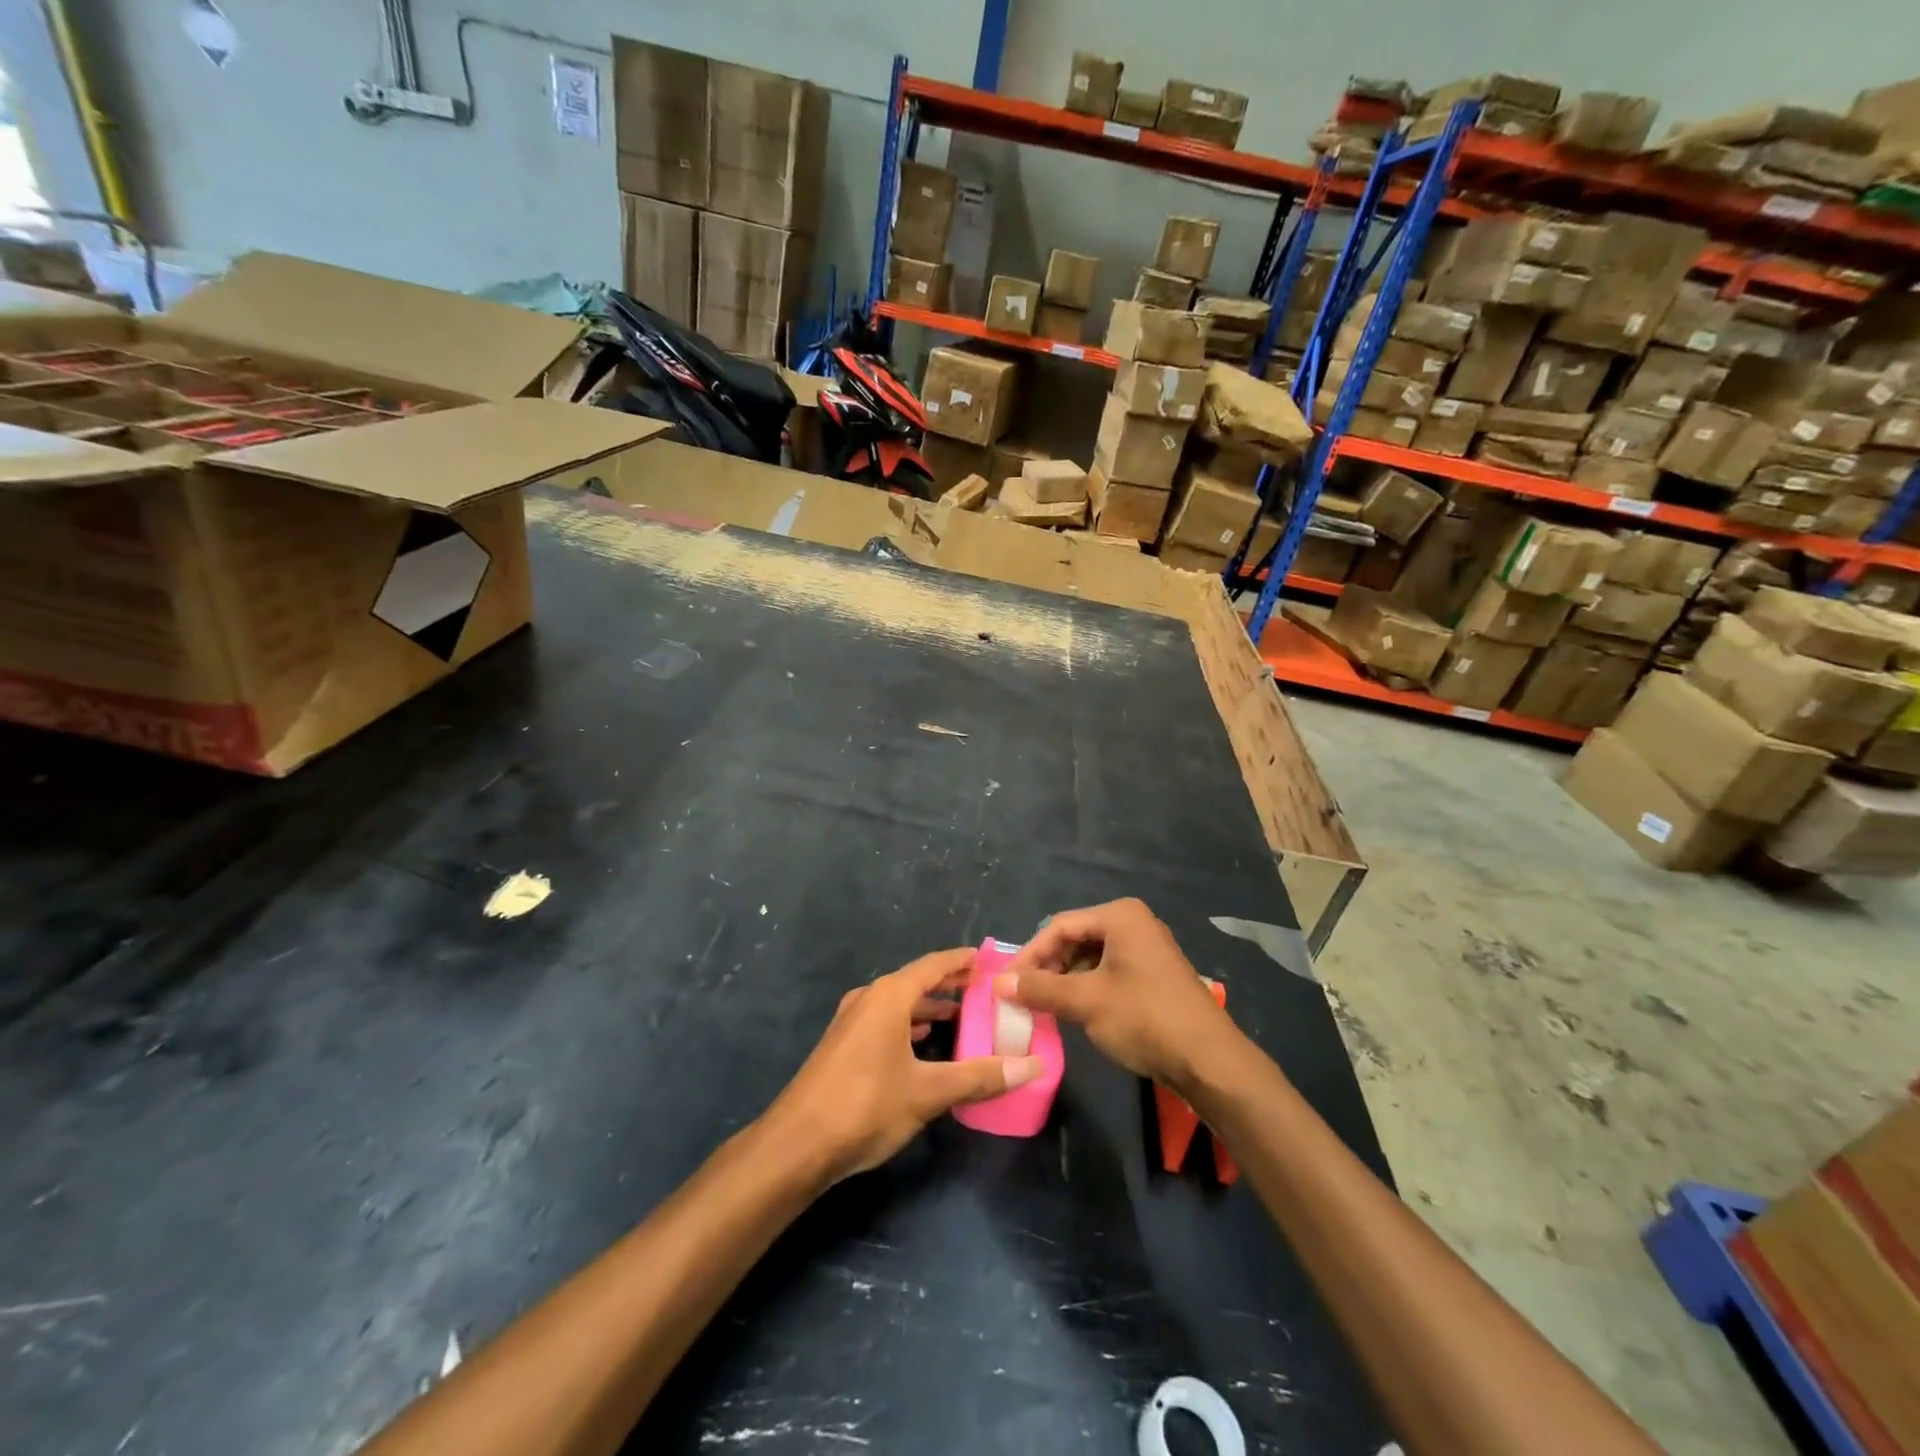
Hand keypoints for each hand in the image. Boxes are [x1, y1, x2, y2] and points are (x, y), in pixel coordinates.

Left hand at [766, 947, 1044, 1181]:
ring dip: (928, 1005)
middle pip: (916, 981)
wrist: (796, 1145)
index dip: (962, 961)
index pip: (934, 965)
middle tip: (984, 989)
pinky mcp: (842, 1045)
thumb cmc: (866, 1106)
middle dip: (949, 984)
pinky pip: (884, 1020)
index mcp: (889, 996)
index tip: (989, 959)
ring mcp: (851, 1021)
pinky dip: (908, 1023)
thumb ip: (980, 1077)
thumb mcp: (929, 1092)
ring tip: (960, 1015)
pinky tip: (921, 1041)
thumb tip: (1033, 1066)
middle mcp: (869, 999)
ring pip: (898, 1002)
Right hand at [999, 899, 1240, 1093]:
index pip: (1060, 926)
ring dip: (1064, 981)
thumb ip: (1040, 989)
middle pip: (1075, 940)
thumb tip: (998, 984)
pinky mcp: (1153, 977)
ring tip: (1041, 1006)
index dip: (1030, 955)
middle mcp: (1134, 924)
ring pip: (1090, 959)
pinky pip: (1108, 974)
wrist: (1209, 1061)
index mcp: (1120, 916)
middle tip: (1021, 995)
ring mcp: (1146, 951)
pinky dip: (1086, 990)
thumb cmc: (1144, 1018)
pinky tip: (1071, 1012)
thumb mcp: (1086, 1002)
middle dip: (1047, 968)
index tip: (1006, 982)